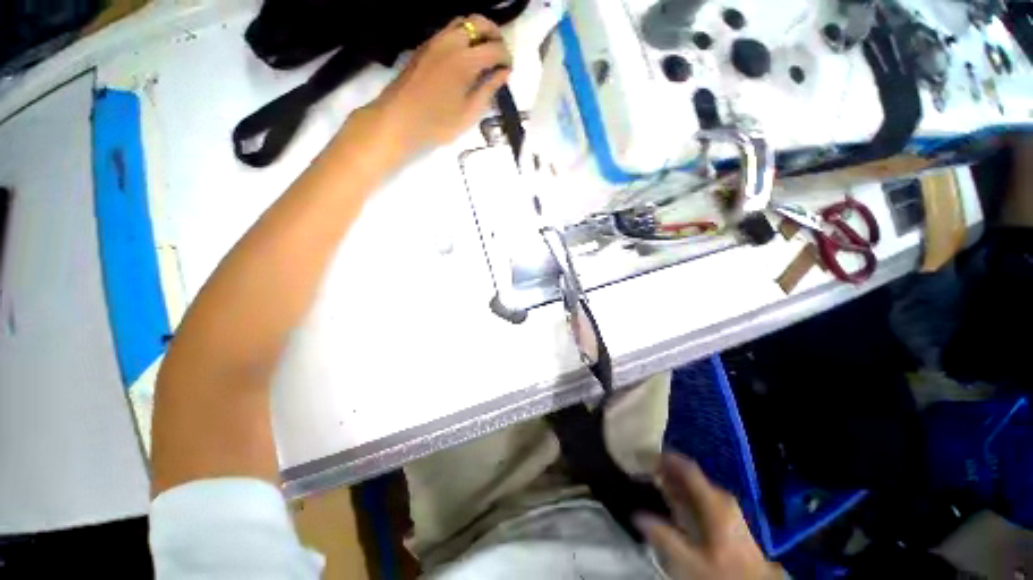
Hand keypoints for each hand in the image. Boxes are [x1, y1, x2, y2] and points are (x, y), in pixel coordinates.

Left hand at [357, 15, 511, 158]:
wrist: (399, 120)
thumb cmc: (438, 123)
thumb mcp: (469, 113)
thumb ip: (488, 90)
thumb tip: (503, 73)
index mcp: (466, 60)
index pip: (495, 48)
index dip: (506, 58)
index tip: (509, 71)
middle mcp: (451, 42)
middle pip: (479, 23)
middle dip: (495, 35)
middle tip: (499, 55)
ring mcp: (435, 41)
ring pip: (462, 22)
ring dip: (477, 32)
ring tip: (483, 54)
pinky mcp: (425, 46)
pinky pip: (449, 31)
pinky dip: (463, 36)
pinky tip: (465, 56)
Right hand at [635, 454, 782, 579]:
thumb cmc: (722, 570)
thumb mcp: (689, 559)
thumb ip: (663, 536)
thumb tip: (638, 516)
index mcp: (714, 500)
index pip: (687, 467)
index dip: (665, 458)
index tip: (645, 454)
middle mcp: (722, 498)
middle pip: (690, 475)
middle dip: (667, 469)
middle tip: (646, 468)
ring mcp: (727, 507)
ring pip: (695, 485)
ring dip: (675, 481)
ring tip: (655, 481)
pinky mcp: (728, 518)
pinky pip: (701, 495)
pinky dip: (685, 492)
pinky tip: (674, 500)